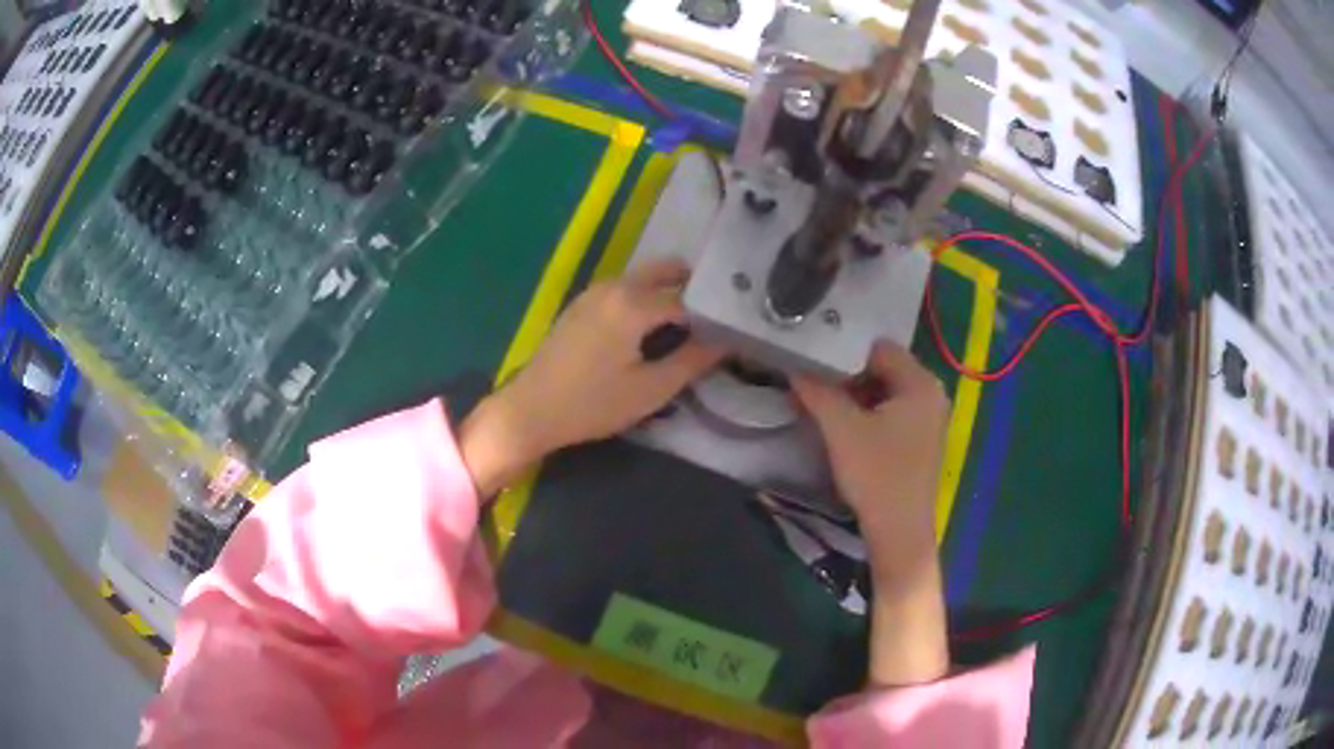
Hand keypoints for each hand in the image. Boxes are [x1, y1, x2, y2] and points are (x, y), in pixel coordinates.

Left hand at [459, 259, 724, 495]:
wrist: (530, 410)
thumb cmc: (592, 404)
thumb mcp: (650, 390)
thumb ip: (692, 361)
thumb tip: (726, 342)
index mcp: (633, 303)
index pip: (688, 298)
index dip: (714, 312)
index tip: (734, 326)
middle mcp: (614, 286)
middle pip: (665, 271)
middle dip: (692, 287)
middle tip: (715, 316)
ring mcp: (594, 292)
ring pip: (643, 278)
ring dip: (668, 291)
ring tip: (690, 323)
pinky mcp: (582, 304)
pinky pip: (624, 289)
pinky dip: (645, 297)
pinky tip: (652, 328)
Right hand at [793, 342, 949, 577]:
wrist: (898, 530)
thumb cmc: (876, 474)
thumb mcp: (841, 429)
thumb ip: (818, 391)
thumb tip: (795, 368)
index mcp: (920, 383)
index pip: (879, 348)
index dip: (845, 351)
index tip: (814, 358)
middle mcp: (931, 393)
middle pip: (884, 367)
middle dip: (848, 373)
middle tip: (813, 378)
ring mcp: (929, 417)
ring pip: (886, 390)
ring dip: (856, 393)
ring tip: (822, 398)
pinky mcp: (921, 439)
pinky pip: (892, 410)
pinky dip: (868, 411)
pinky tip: (843, 422)